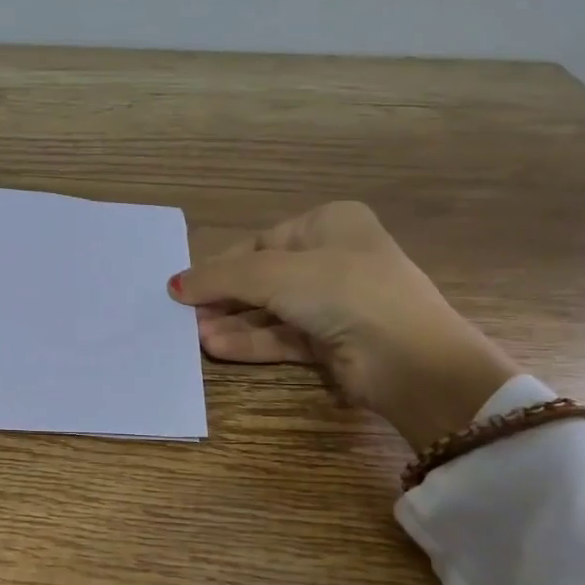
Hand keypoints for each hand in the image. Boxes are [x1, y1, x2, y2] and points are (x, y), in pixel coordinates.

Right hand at [168, 202, 515, 451]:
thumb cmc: (343, 292)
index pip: (259, 243)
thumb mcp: (274, 273)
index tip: (185, 287)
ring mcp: (333, 304)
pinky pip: (281, 337)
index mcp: (329, 224)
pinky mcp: (331, 342)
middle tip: (183, 316)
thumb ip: (221, 277)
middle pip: (261, 278)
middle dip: (223, 299)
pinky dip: (250, 342)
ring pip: (269, 311)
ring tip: (193, 337)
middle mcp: (332, 259)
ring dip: (231, 323)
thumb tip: (174, 284)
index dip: (221, 265)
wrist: (410, 359)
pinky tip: (216, 348)